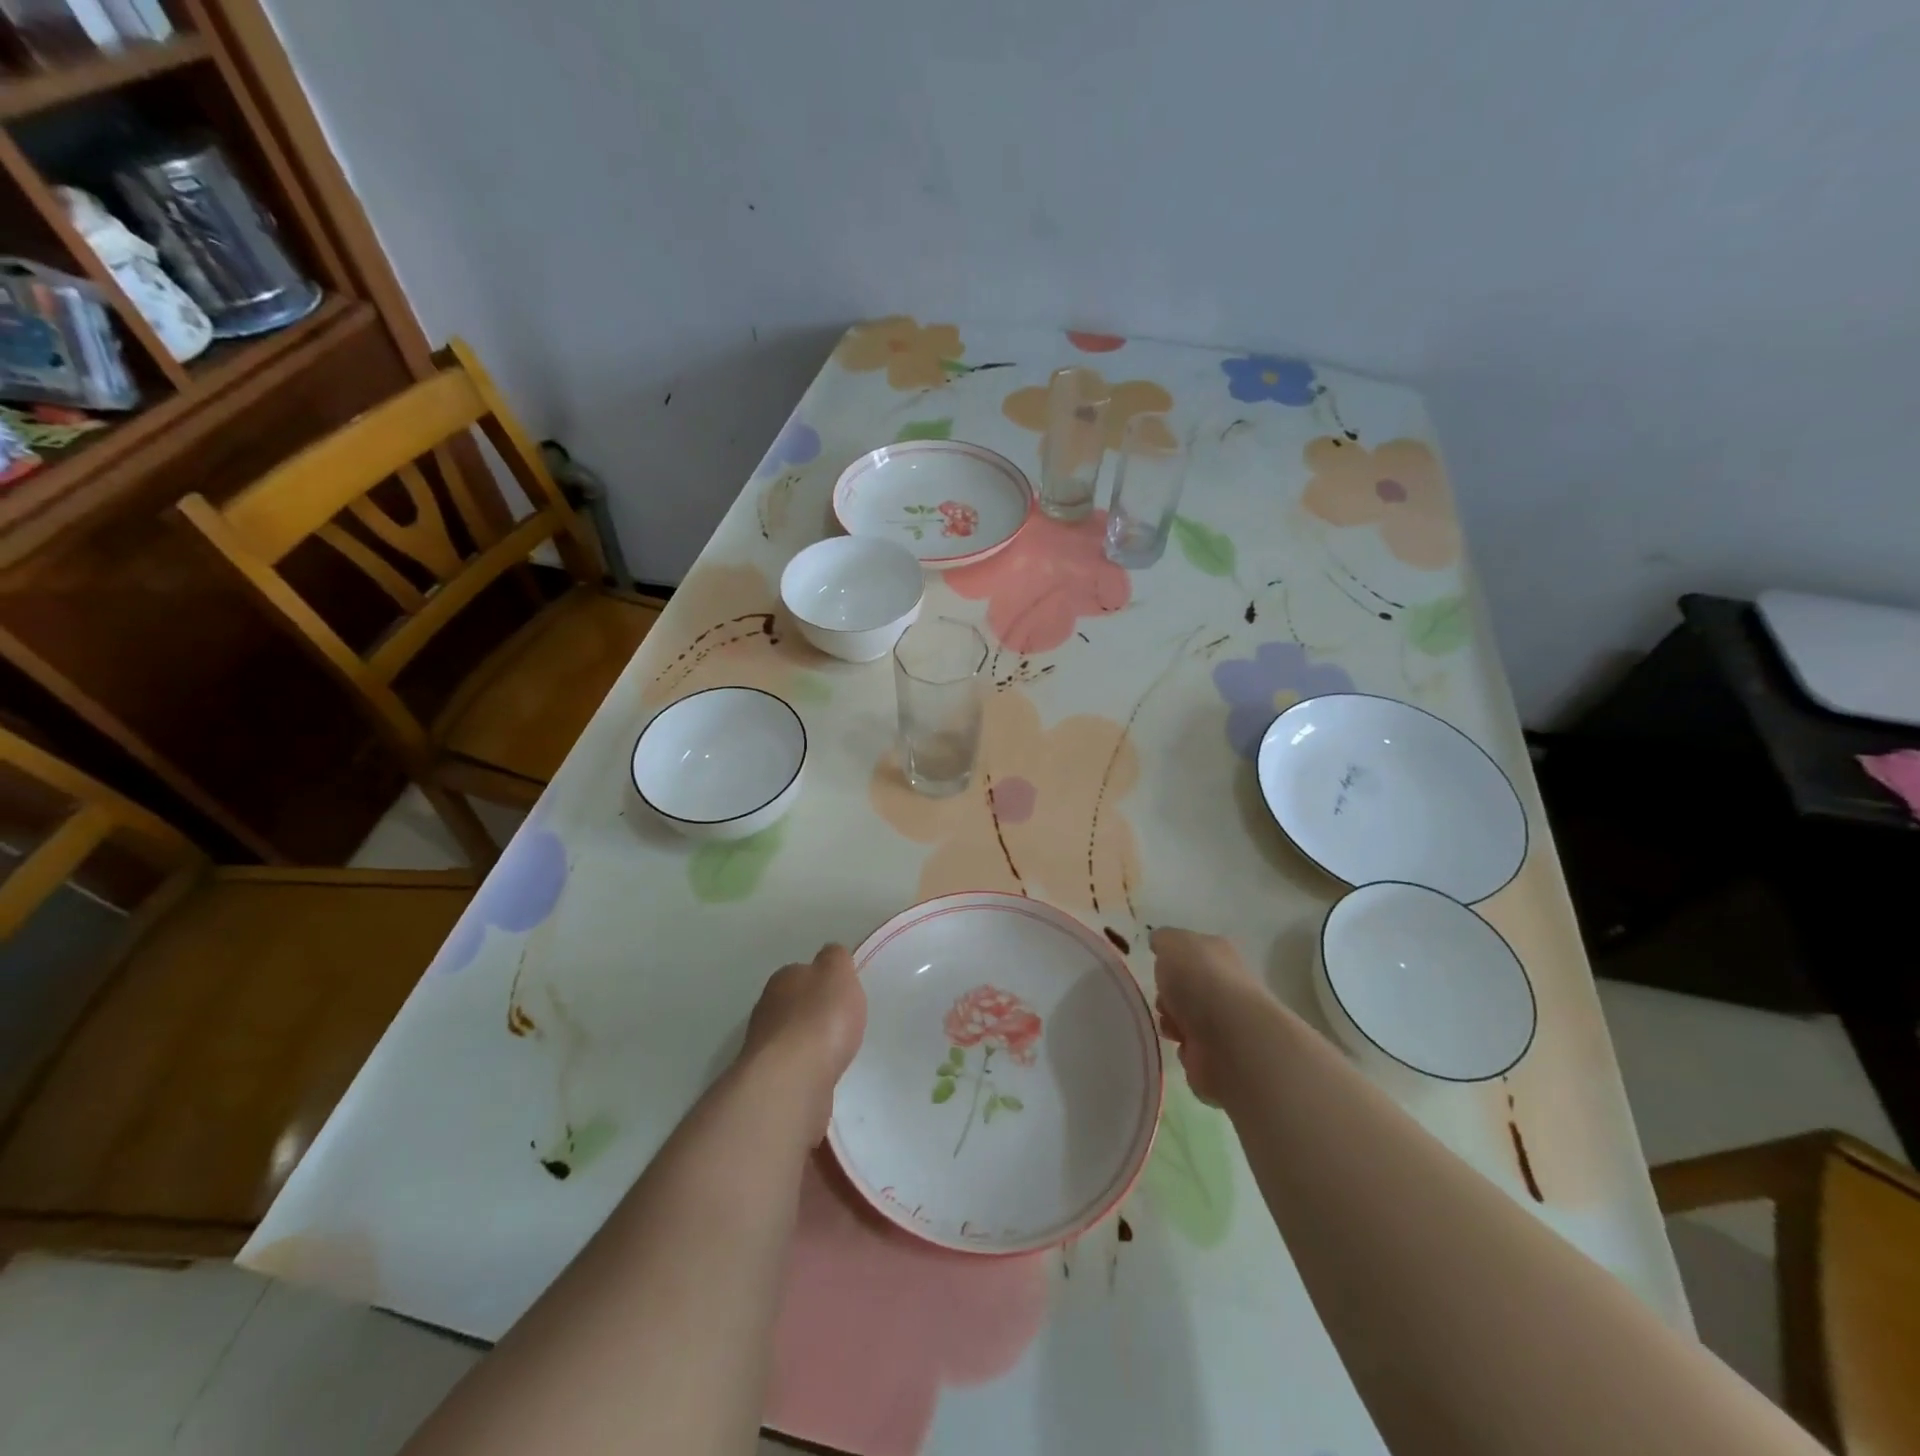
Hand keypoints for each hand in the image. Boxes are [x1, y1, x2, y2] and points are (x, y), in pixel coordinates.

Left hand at [741, 944, 866, 1128]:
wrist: (792, 1081)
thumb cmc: (820, 1019)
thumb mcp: (838, 973)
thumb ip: (836, 959)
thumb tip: (829, 955)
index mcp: (783, 979)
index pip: (802, 972)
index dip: (822, 981)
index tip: (841, 994)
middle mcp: (767, 1009)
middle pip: (793, 1005)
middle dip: (812, 1013)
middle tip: (840, 1024)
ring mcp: (763, 1048)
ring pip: (790, 1039)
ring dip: (808, 1044)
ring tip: (834, 1053)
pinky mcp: (769, 1083)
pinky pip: (793, 1069)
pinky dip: (806, 1070)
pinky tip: (822, 1076)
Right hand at [1150, 927, 1268, 1105]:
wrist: (1230, 1039)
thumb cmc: (1199, 981)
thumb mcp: (1172, 943)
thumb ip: (1164, 940)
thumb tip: (1161, 943)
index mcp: (1218, 955)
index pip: (1192, 953)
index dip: (1171, 961)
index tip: (1158, 969)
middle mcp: (1226, 987)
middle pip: (1185, 989)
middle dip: (1167, 996)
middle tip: (1163, 1000)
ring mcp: (1226, 1024)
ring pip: (1185, 1020)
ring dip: (1172, 1023)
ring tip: (1173, 1027)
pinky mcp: (1222, 1058)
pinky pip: (1192, 1051)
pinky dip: (1184, 1050)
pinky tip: (1186, 1046)